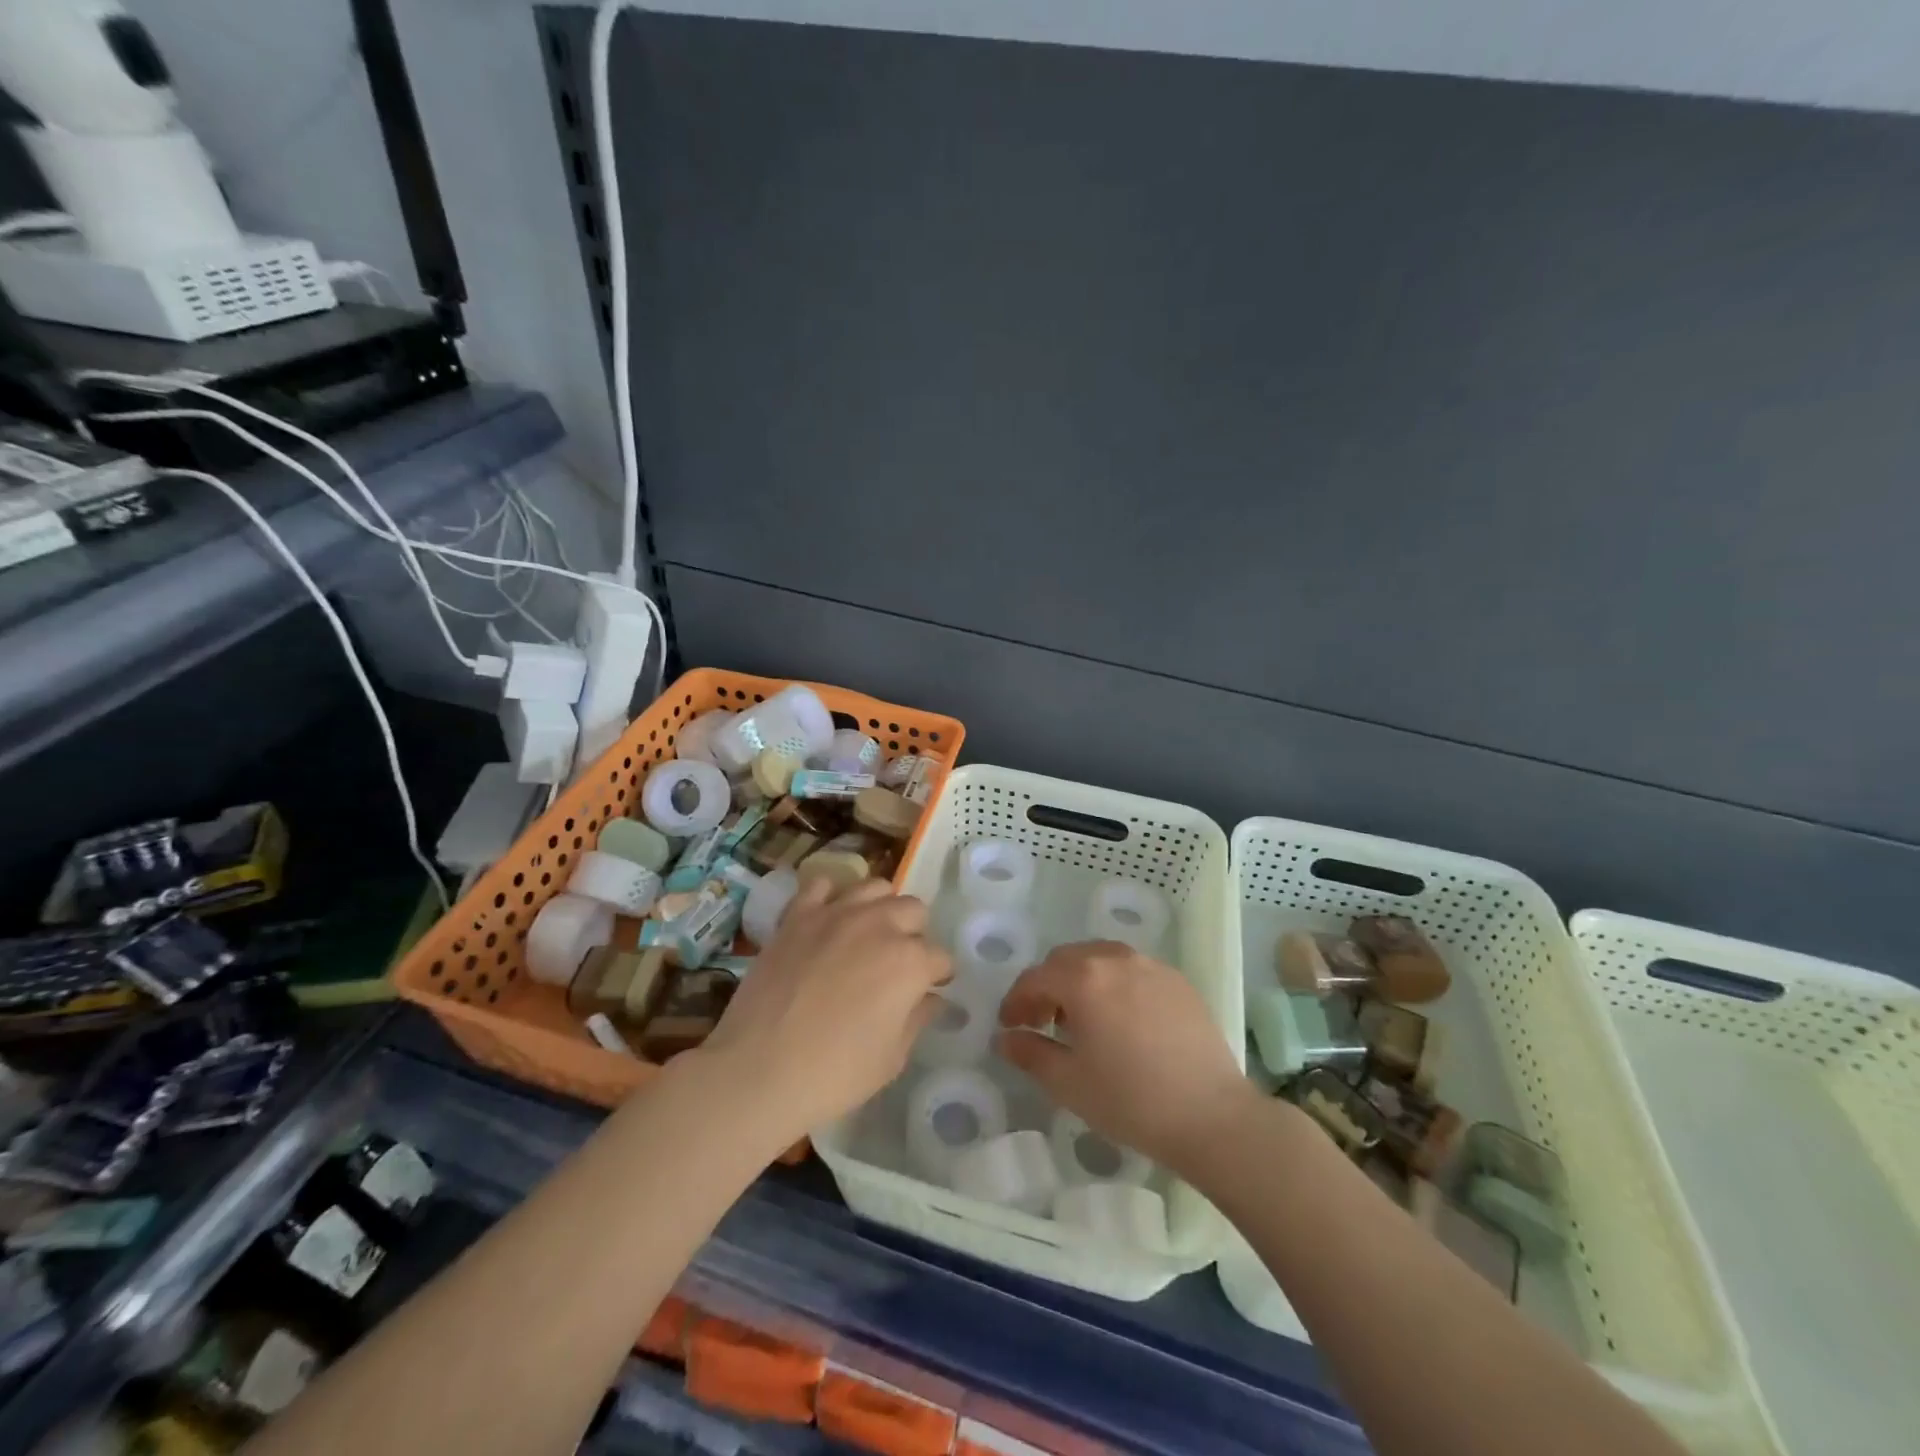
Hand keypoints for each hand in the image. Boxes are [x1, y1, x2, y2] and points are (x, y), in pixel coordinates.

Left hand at [698, 877, 948, 1139]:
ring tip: (869, 934)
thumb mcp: (891, 1058)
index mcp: (910, 962)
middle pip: (914, 910)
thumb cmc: (834, 1075)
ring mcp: (836, 914)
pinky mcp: (798, 915)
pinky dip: (830, 896)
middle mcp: (879, 925)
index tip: (929, 989)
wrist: (758, 1071)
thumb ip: (918, 1019)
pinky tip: (828, 919)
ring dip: (880, 908)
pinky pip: (822, 885)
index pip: (941, 957)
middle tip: (898, 963)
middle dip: (914, 934)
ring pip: (875, 887)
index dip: (938, 976)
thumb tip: (932, 998)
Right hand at [996, 941, 1254, 1174]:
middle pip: (1066, 959)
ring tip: (1082, 1018)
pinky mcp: (1177, 980)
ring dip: (1080, 980)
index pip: (1035, 978)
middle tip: (1041, 1021)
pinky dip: (1113, 983)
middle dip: (1046, 986)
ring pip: (1100, 958)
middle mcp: (1114, 959)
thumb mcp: (1069, 1083)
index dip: (1016, 1001)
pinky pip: (1132, 969)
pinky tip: (1121, 1019)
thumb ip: (1030, 1053)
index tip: (1009, 1027)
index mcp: (1083, 979)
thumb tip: (1006, 1038)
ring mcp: (1150, 965)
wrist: (1212, 1115)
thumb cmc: (1131, 1101)